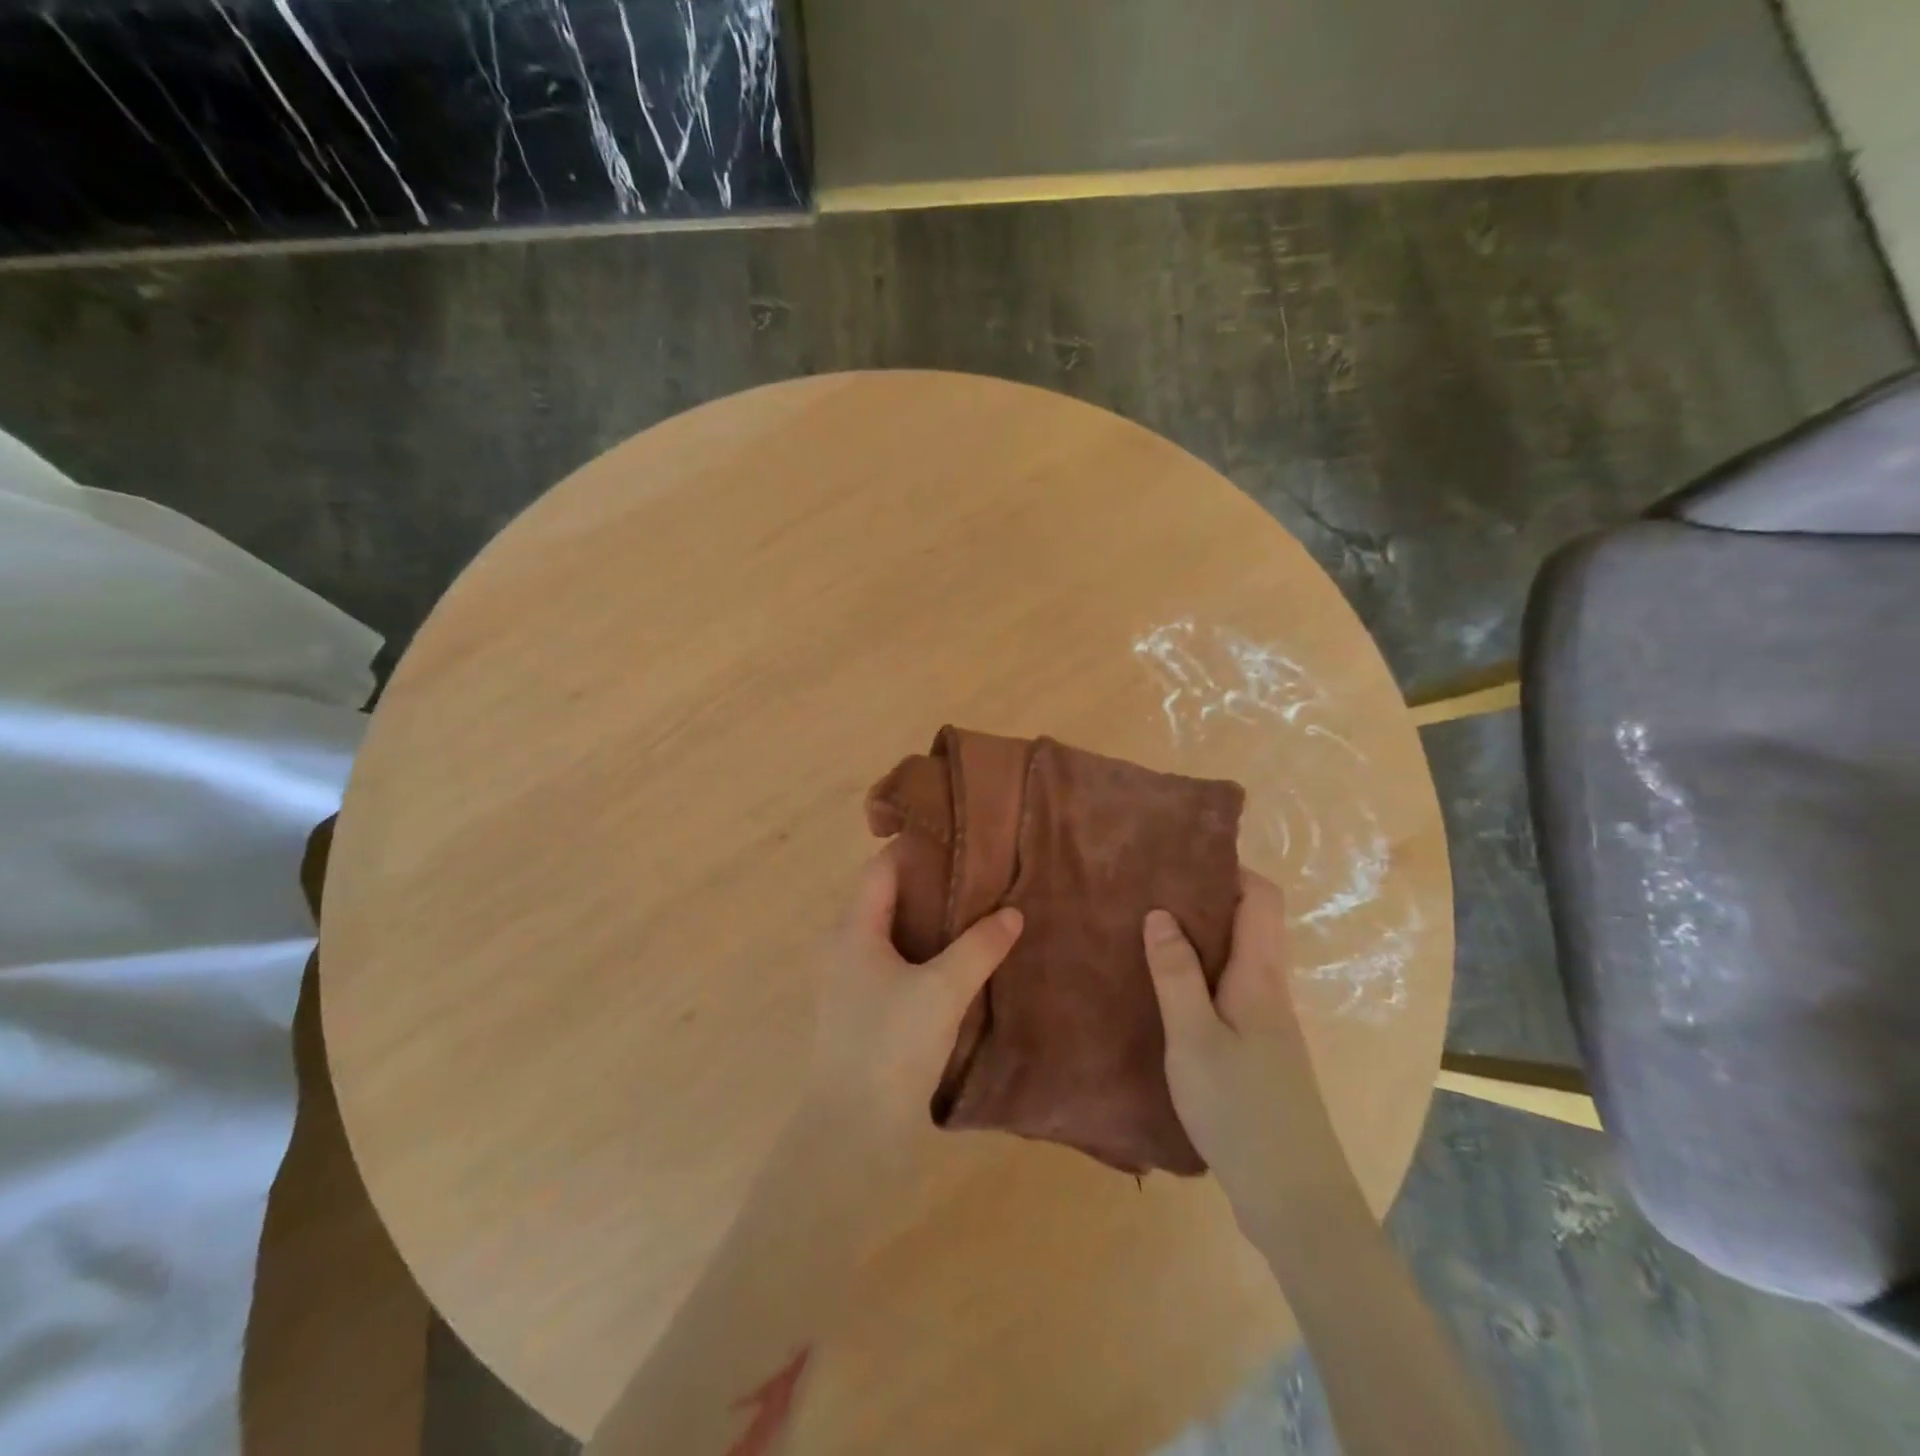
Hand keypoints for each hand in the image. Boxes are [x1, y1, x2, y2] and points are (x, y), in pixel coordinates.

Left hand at [805, 846, 1022, 1151]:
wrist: (852, 1133)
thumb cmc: (890, 1046)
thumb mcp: (942, 991)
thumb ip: (979, 947)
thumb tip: (1012, 913)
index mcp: (854, 930)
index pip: (881, 868)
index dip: (915, 848)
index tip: (958, 839)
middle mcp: (845, 947)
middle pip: (887, 897)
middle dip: (930, 884)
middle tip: (979, 874)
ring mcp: (852, 981)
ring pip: (893, 933)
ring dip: (930, 921)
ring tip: (977, 912)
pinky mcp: (864, 1010)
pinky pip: (896, 963)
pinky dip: (925, 952)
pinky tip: (959, 962)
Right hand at [1144, 872, 1334, 1230]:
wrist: (1294, 1197)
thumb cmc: (1241, 1108)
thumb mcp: (1194, 1038)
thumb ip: (1175, 974)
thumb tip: (1160, 912)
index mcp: (1260, 975)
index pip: (1261, 898)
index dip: (1229, 869)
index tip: (1181, 857)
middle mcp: (1270, 989)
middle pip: (1250, 923)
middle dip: (1206, 899)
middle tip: (1151, 890)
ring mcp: (1268, 1022)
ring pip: (1239, 958)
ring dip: (1201, 938)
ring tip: (1149, 931)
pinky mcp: (1259, 1050)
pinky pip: (1231, 989)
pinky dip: (1202, 974)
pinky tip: (1166, 990)